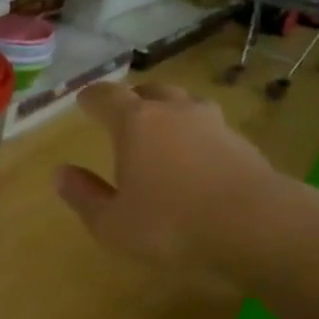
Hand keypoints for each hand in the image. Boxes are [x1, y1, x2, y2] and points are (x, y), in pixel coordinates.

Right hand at [55, 81, 318, 284]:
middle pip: (149, 91)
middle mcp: (173, 111)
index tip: (84, 102)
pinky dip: (198, 136)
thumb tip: (60, 173)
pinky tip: (198, 159)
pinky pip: (211, 129)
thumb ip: (84, 196)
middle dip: (133, 99)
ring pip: (185, 104)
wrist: (258, 226)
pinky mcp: (243, 143)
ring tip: (164, 131)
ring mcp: (213, 123)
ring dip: (170, 112)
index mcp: (135, 123)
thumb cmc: (172, 225)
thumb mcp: (113, 224)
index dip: (92, 98)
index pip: (106, 96)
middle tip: (124, 114)